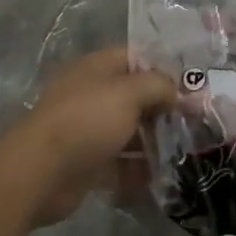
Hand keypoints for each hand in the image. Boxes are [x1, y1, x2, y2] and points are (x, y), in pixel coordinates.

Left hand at [5, 47, 177, 223]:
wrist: (40, 172)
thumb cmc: (86, 121)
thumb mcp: (128, 92)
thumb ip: (158, 85)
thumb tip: (176, 91)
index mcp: (96, 69)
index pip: (135, 57)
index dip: (164, 68)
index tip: (192, 85)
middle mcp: (91, 95)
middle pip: (134, 96)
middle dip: (163, 108)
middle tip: (195, 122)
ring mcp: (88, 130)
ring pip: (128, 131)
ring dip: (154, 142)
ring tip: (186, 152)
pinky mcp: (87, 163)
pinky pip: (120, 164)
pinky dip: (139, 170)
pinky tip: (164, 177)